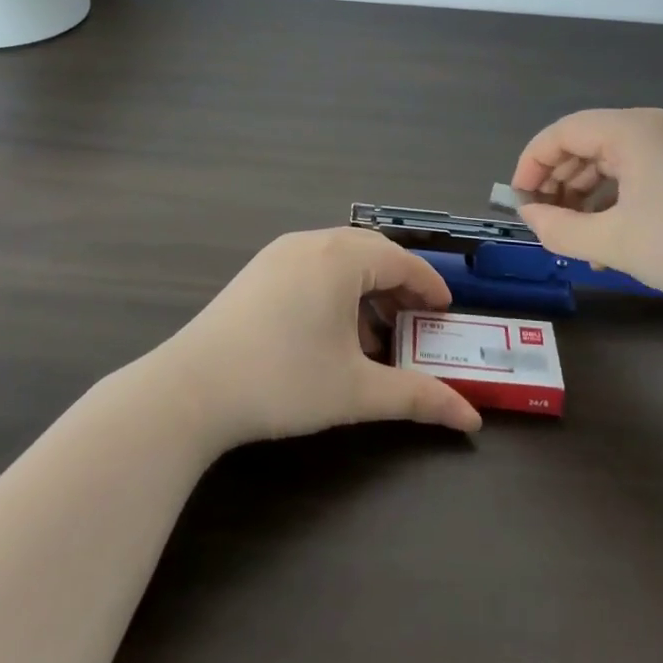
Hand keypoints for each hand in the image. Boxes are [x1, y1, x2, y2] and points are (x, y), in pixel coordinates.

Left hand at [161, 228, 482, 448]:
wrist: (192, 388)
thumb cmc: (283, 381)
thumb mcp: (357, 391)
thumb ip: (417, 397)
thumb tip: (471, 419)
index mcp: (341, 257)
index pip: (401, 260)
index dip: (429, 285)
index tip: (445, 312)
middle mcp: (311, 243)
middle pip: (371, 252)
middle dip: (399, 285)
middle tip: (417, 321)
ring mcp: (278, 254)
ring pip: (339, 258)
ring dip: (366, 288)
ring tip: (376, 335)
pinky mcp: (257, 272)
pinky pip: (312, 267)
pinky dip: (336, 290)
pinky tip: (333, 332)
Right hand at [508, 108, 662, 302]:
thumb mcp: (616, 243)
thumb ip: (561, 230)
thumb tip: (530, 216)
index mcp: (630, 130)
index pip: (562, 132)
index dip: (532, 163)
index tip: (518, 200)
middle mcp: (653, 127)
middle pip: (587, 144)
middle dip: (559, 183)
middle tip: (545, 221)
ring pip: (614, 162)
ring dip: (588, 197)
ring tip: (577, 239)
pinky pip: (641, 174)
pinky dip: (619, 200)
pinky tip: (615, 240)